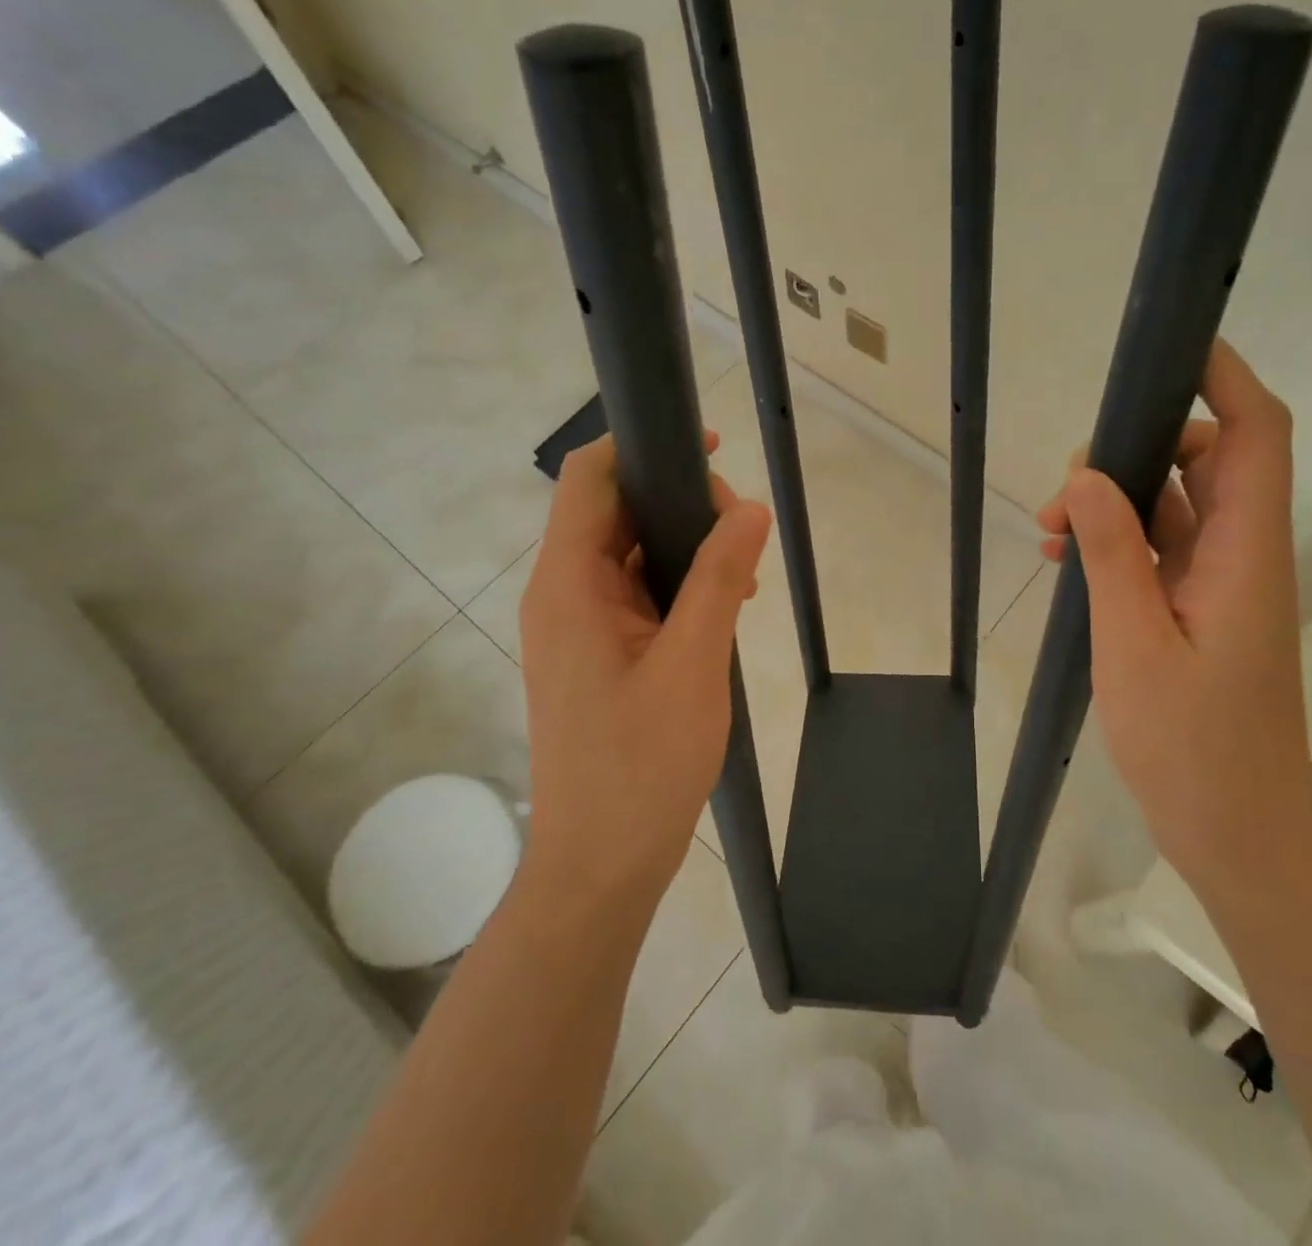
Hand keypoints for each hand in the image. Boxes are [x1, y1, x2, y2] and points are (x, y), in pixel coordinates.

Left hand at [518, 433, 771, 911]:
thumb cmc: (642, 764)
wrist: (601, 864)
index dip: (642, 446)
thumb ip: (719, 577)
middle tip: (743, 533)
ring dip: (686, 549)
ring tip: (744, 577)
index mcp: (569, 583)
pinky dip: (678, 586)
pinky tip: (724, 610)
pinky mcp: (596, 655)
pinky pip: (636, 595)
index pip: (589, 478)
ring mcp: (577, 627)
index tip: (709, 449)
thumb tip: (749, 508)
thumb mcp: (693, 662)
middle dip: (681, 503)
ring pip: (630, 554)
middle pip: (615, 511)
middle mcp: (562, 594)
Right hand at [1037, 340, 1311, 887]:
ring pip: (1176, 506)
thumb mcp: (1134, 645)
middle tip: (1066, 490)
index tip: (1169, 347)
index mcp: (1246, 552)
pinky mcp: (1199, 612)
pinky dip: (1118, 543)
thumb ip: (1114, 554)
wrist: (1239, 836)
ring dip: (1117, 502)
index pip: (1255, 435)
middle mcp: (1242, 555)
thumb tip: (1088, 476)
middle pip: (1208, 461)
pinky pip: (1160, 550)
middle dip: (1137, 451)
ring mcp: (1221, 585)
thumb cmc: (1193, 748)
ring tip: (1051, 531)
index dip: (1225, 379)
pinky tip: (1067, 562)